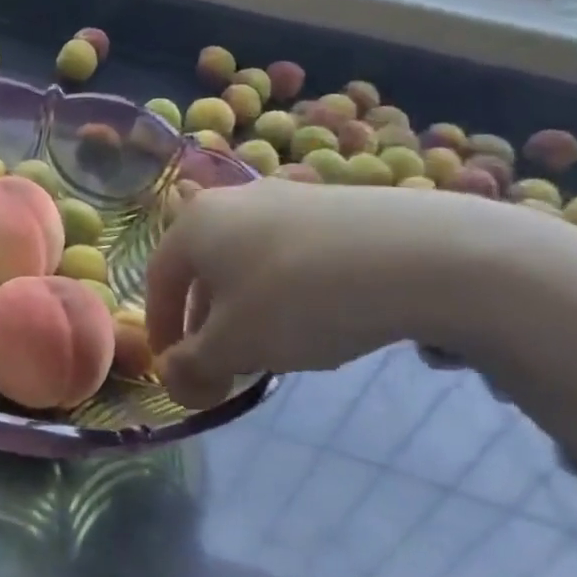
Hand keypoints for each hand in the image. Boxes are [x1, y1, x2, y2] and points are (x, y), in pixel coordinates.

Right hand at [145, 179, 538, 408]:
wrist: (419, 255)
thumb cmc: (298, 299)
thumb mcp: (233, 346)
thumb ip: (191, 367)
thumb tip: (174, 379)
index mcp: (194, 224)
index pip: (157, 282)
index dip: (161, 332)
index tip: (175, 371)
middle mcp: (233, 201)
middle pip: (203, 272)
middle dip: (206, 325)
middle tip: (223, 367)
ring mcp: (287, 197)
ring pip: (246, 263)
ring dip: (246, 311)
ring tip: (272, 350)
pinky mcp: (334, 206)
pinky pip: (289, 255)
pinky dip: (286, 292)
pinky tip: (318, 320)